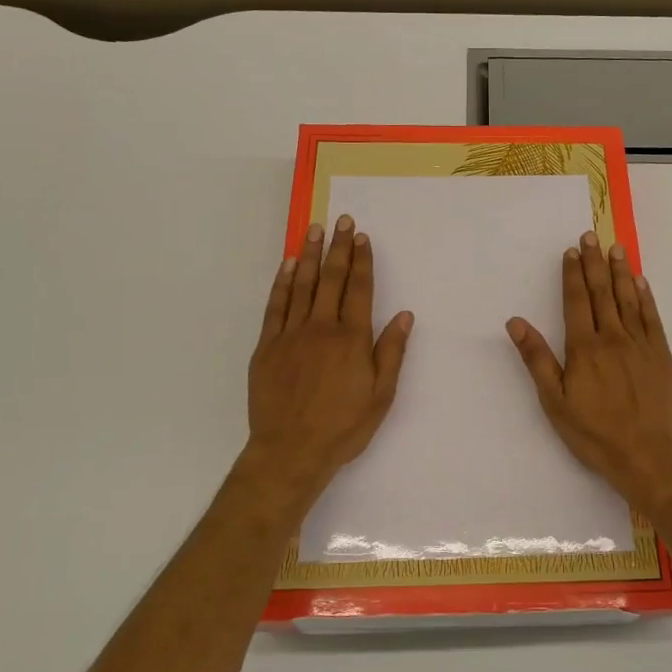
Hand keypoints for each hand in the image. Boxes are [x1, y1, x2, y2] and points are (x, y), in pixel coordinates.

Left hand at [243, 215, 412, 508]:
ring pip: (301, 285)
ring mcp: (291, 335)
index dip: (362, 261)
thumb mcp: (381, 396)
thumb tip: (404, 315)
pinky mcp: (267, 346)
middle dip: (338, 247)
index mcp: (352, 339)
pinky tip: (287, 265)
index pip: (359, 289)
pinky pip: (275, 306)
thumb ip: (391, 352)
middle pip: (331, 279)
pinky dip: (281, 283)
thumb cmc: (343, 427)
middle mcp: (322, 328)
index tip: (362, 237)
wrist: (290, 451)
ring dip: (309, 255)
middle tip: (342, 220)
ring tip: (314, 229)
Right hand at [506, 231, 671, 513]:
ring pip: (629, 299)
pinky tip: (641, 282)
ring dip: (620, 271)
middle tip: (592, 235)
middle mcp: (613, 337)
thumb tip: (516, 322)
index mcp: (584, 347)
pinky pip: (652, 318)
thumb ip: (537, 359)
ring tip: (616, 248)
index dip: (573, 274)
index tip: (571, 251)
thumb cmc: (593, 432)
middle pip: (602, 292)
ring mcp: (641, 344)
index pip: (576, 301)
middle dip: (595, 262)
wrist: (646, 454)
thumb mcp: (554, 401)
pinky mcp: (662, 355)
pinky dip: (645, 297)